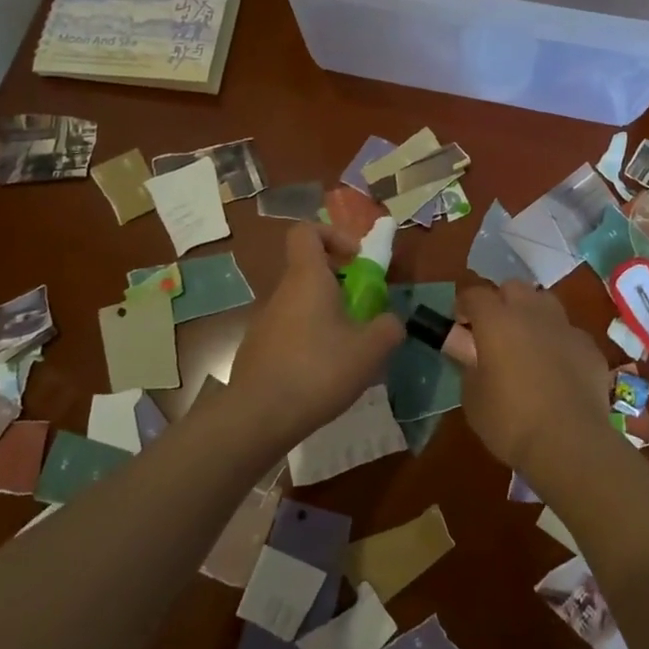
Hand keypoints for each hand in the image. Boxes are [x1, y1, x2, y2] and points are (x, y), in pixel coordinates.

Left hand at [223, 222, 403, 452]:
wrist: (258, 417)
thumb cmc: (318, 371)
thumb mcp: (370, 351)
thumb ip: (388, 328)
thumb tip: (391, 322)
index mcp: (307, 278)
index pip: (307, 231)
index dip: (333, 235)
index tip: (356, 259)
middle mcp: (281, 292)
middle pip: (309, 271)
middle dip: (339, 284)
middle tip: (363, 312)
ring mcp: (264, 321)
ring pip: (301, 304)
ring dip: (326, 316)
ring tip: (348, 351)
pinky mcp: (258, 349)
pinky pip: (289, 332)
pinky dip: (309, 341)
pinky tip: (323, 375)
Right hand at [456, 281, 620, 483]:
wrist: (570, 443)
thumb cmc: (510, 421)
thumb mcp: (473, 398)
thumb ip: (468, 365)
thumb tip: (468, 350)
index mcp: (496, 321)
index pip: (474, 294)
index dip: (464, 306)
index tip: (460, 325)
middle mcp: (531, 313)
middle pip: (513, 287)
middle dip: (501, 302)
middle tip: (494, 331)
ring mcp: (565, 327)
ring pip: (545, 302)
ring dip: (533, 314)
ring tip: (528, 344)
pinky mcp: (590, 347)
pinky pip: (569, 333)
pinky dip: (560, 343)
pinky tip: (559, 369)